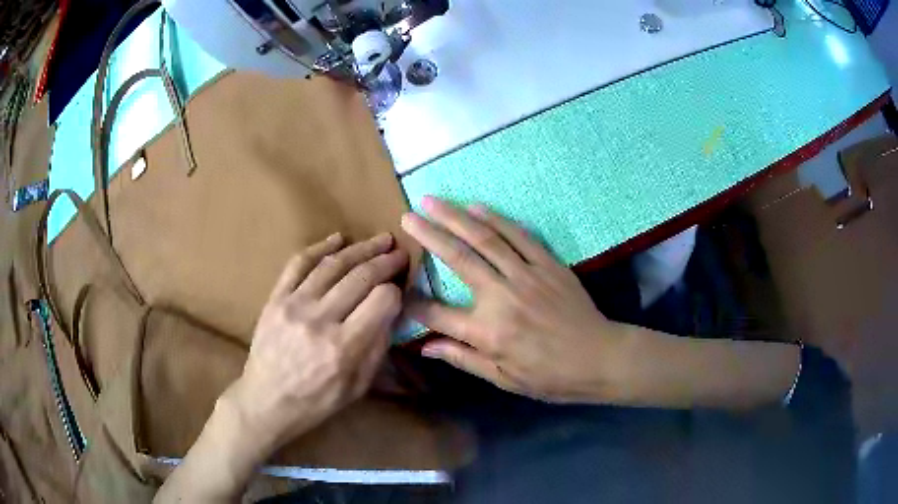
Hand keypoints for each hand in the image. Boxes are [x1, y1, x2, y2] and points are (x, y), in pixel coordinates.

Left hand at [223, 232, 408, 453]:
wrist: (266, 401)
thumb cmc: (316, 401)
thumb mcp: (358, 387)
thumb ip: (378, 347)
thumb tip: (392, 311)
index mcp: (344, 348)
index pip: (381, 300)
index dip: (396, 291)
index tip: (399, 289)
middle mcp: (319, 320)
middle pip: (360, 276)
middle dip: (385, 260)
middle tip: (398, 253)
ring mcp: (293, 305)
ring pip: (333, 265)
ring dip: (360, 248)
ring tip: (379, 240)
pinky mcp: (276, 298)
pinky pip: (298, 263)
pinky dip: (320, 247)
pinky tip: (338, 239)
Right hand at [401, 197, 626, 402]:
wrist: (599, 358)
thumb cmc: (550, 376)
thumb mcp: (504, 379)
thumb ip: (463, 359)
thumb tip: (424, 347)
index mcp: (487, 332)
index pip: (436, 313)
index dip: (411, 302)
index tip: (395, 288)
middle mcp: (501, 298)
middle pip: (457, 259)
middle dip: (428, 236)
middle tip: (407, 217)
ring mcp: (527, 276)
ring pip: (485, 239)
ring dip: (455, 217)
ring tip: (432, 201)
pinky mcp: (548, 264)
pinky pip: (519, 236)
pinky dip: (496, 219)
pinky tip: (477, 208)